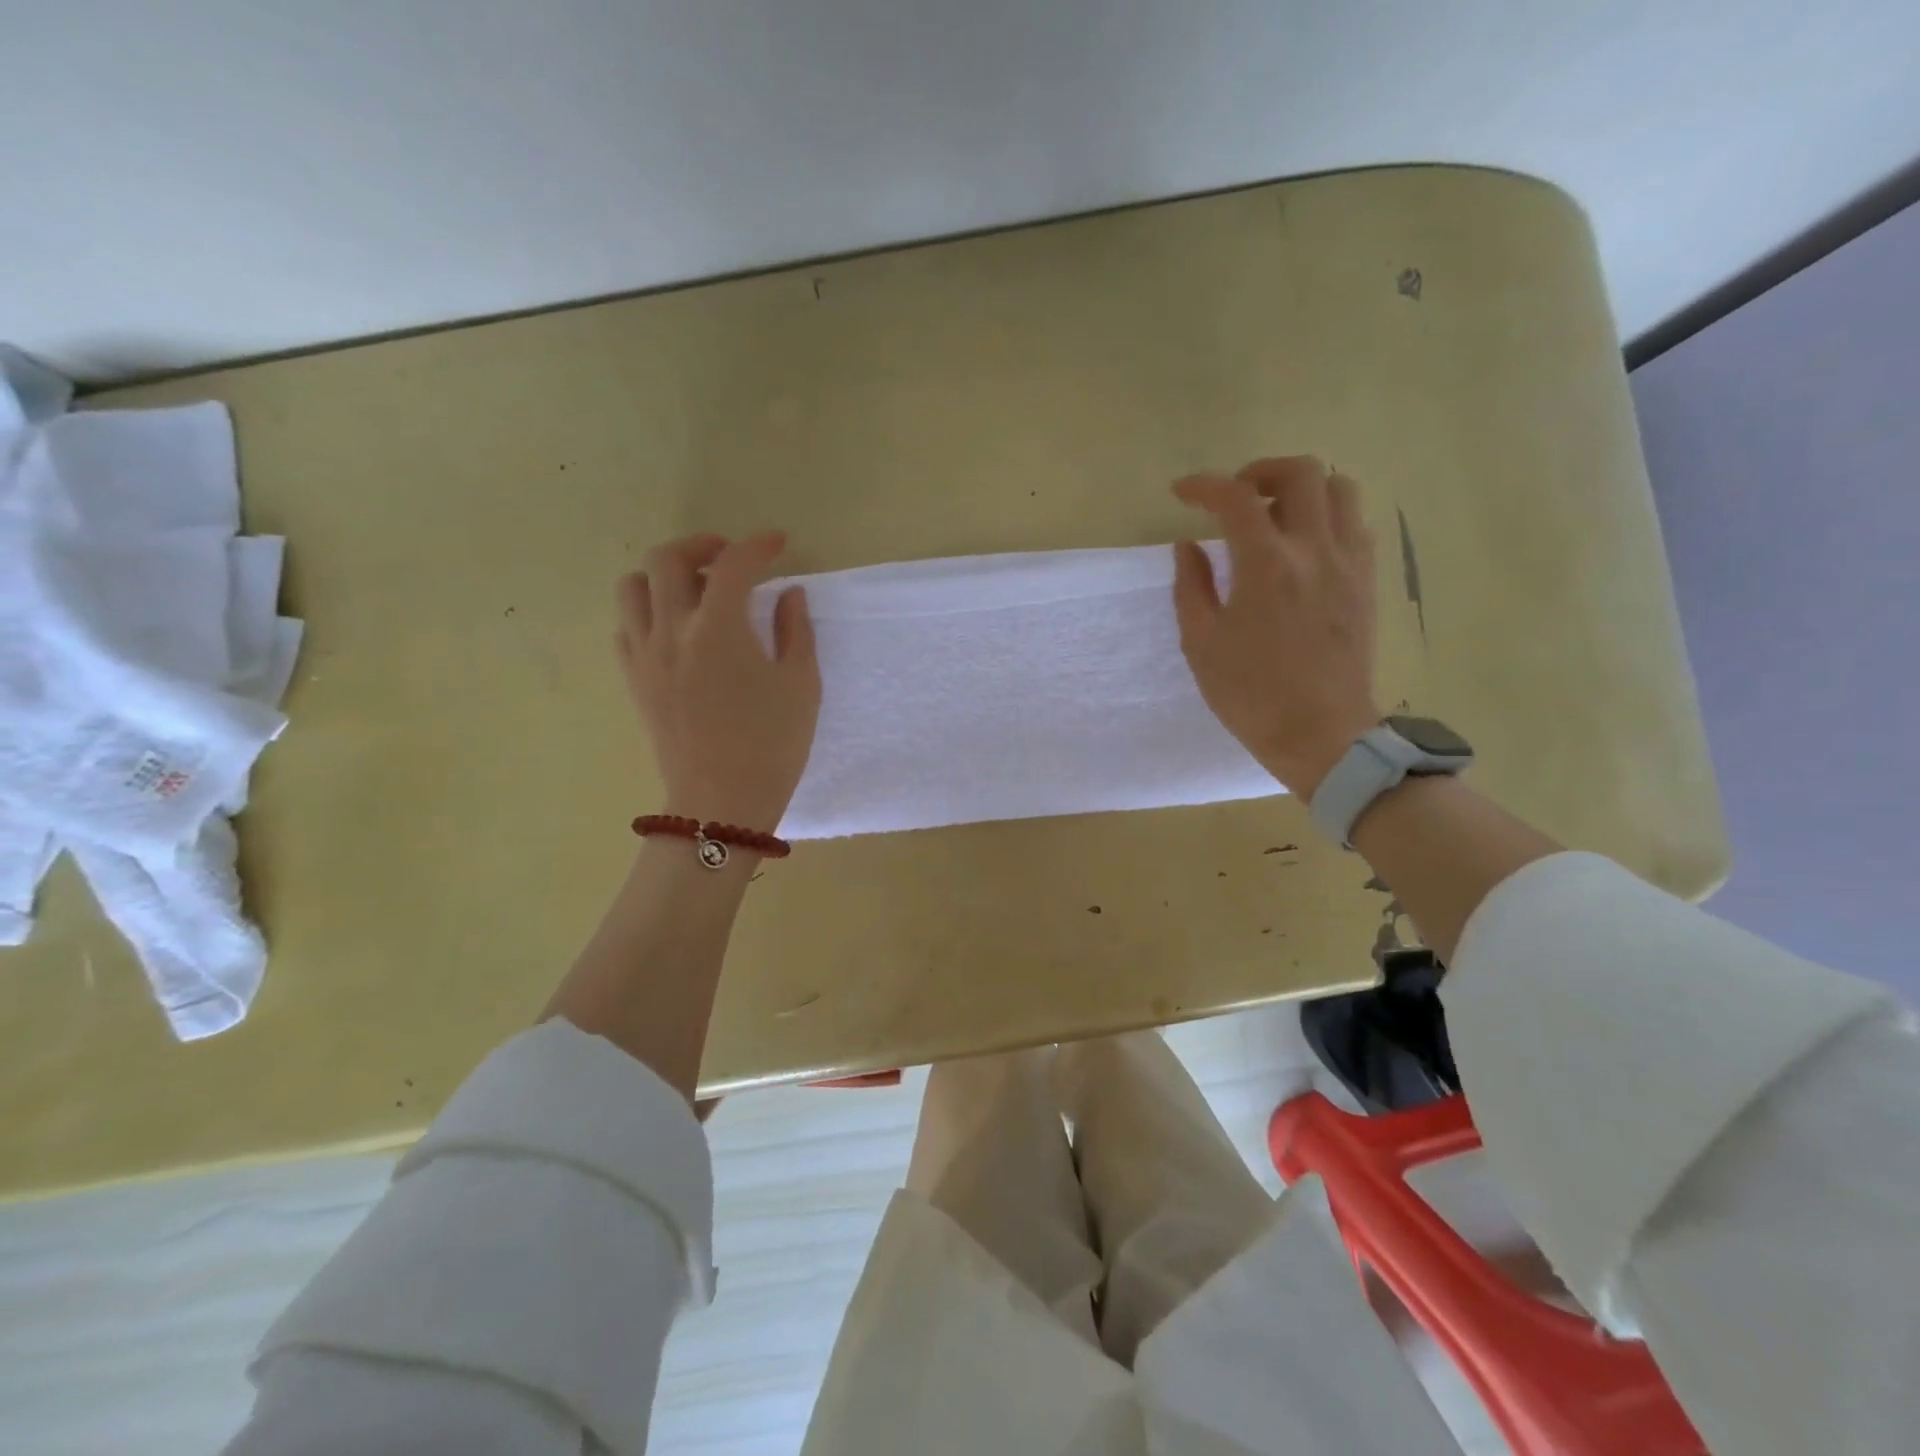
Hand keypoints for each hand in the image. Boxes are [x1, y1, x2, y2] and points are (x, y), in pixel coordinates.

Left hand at [617, 531, 820, 830]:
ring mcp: (644, 655)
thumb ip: (795, 630)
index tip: (778, 545)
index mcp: (719, 630)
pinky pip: (625, 626)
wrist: (721, 803)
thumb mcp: (801, 686)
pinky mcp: (633, 680)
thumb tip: (788, 594)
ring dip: (665, 575)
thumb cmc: (772, 746)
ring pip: (633, 587)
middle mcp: (672, 631)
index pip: (734, 565)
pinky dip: (647, 612)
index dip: (758, 546)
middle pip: (667, 559)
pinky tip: (675, 629)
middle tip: (728, 557)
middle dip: (701, 545)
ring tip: (695, 590)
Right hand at [1171, 456, 1380, 797]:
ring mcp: (1350, 563)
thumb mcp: (1201, 643)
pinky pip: (1355, 523)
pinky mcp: (1367, 581)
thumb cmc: (1250, 694)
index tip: (1182, 493)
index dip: (1204, 485)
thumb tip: (1190, 546)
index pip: (1236, 498)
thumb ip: (1191, 586)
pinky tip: (1304, 545)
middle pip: (1301, 473)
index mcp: (1266, 565)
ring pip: (1340, 489)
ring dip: (1302, 489)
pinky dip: (1327, 516)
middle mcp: (1315, 550)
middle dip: (1261, 471)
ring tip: (1274, 514)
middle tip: (1236, 496)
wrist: (1320, 733)